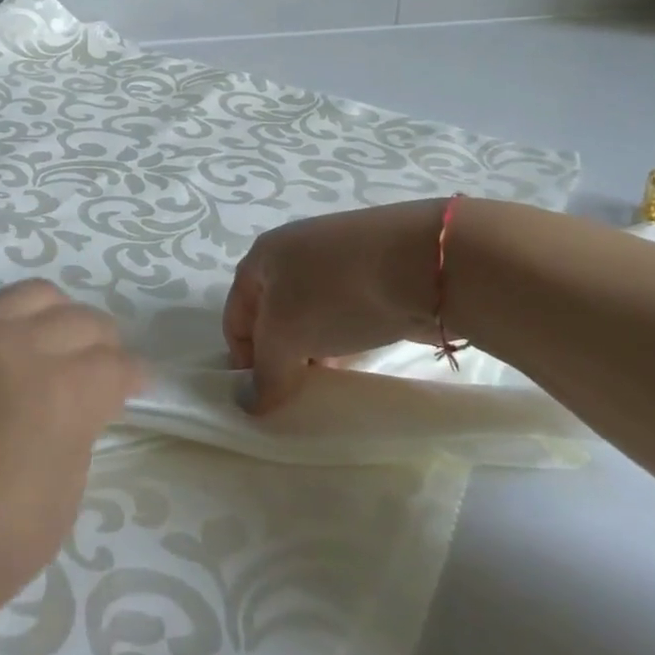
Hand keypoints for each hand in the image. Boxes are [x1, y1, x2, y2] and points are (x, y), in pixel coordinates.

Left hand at [0, 281, 142, 654]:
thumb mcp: (51, 516)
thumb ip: (76, 444)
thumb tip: (77, 412)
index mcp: (57, 393)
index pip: (115, 366)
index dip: (134, 378)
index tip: (136, 389)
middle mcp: (17, 344)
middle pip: (83, 320)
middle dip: (103, 345)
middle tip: (101, 374)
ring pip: (37, 294)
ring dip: (60, 319)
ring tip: (55, 350)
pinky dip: (13, 319)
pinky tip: (5, 351)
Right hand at [223, 199, 446, 412]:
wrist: (420, 264)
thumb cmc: (335, 294)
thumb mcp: (286, 335)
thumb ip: (265, 372)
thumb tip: (252, 402)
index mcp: (262, 256)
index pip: (235, 315)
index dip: (242, 358)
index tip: (262, 397)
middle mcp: (293, 252)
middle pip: (272, 315)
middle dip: (279, 355)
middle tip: (294, 391)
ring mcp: (335, 259)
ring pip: (310, 315)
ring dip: (312, 350)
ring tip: (327, 381)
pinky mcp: (372, 272)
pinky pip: (344, 313)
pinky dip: (343, 339)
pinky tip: (356, 360)